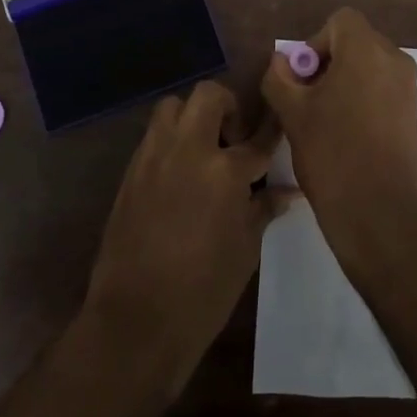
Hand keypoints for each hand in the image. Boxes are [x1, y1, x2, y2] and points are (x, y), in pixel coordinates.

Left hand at [81, 80, 288, 396]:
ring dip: (192, 117)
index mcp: (224, 171)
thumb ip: (263, 209)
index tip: (281, 122)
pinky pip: (153, 136)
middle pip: (208, 96)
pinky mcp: (130, 172)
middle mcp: (188, 150)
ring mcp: (154, 157)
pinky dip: (170, 141)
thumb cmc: (203, 291)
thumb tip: (286, 191)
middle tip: (234, 139)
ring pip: (173, 107)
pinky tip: (180, 174)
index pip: (258, 137)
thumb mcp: (245, 250)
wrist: (136, 320)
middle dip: (228, 107)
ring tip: (203, 150)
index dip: (272, 128)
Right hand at [260, 8, 416, 268]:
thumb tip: (281, 62)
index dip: (315, 44)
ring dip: (344, 83)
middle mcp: (395, 61)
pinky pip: (382, 91)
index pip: (340, 22)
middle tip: (307, 100)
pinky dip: (362, 101)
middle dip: (328, 64)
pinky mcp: (413, 116)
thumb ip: (279, 77)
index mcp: (367, 50)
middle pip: (355, 43)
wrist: (380, 213)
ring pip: (369, 69)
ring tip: (323, 121)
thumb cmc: (332, 153)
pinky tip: (345, 136)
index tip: (303, 80)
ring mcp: (408, 89)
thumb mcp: (292, 114)